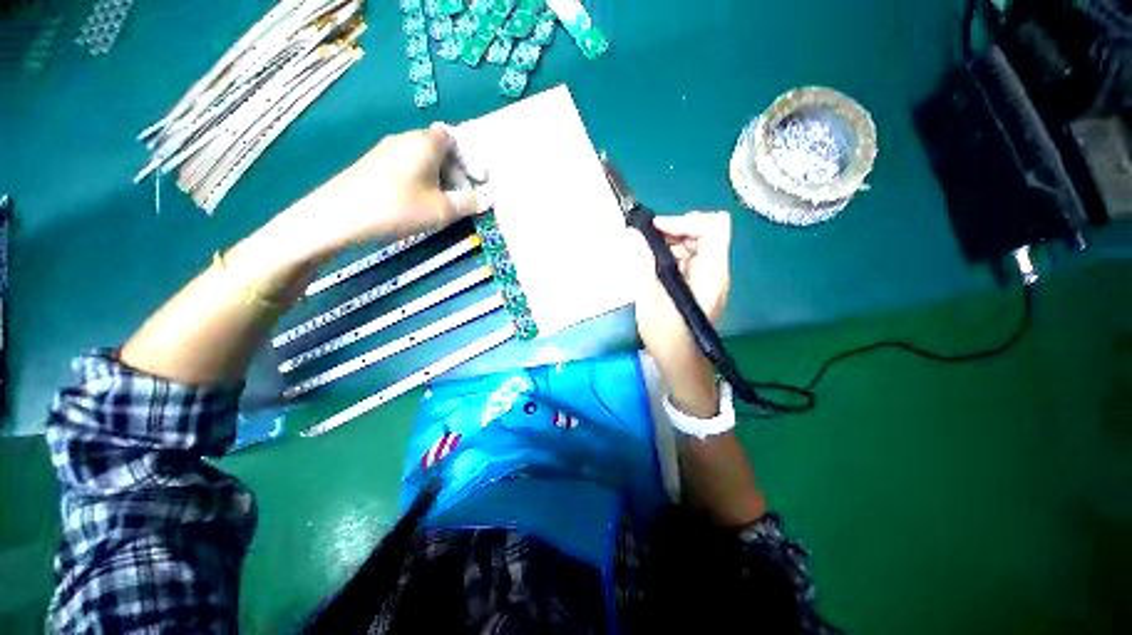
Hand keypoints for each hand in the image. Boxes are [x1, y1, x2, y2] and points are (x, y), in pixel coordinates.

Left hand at [279, 123, 486, 260]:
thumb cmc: (399, 208)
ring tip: (443, 204)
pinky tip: (419, 202)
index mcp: (426, 142)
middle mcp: (406, 138)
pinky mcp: (374, 163)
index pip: (455, 139)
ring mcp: (387, 149)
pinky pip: (408, 166)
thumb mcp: (442, 210)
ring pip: (424, 159)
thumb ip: (468, 203)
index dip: (470, 159)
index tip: (477, 181)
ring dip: (439, 179)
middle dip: (457, 172)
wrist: (339, 216)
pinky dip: (422, 180)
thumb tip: (487, 199)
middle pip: (440, 149)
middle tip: (463, 198)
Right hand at [631, 211, 731, 416]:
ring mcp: (712, 278)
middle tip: (647, 241)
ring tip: (648, 256)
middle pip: (706, 231)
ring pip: (698, 244)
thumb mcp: (649, 300)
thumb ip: (643, 264)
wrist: (683, 365)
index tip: (656, 230)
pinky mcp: (704, 285)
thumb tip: (634, 235)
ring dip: (673, 243)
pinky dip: (674, 256)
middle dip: (676, 230)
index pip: (714, 226)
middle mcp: (717, 271)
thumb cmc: (666, 337)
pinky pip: (692, 259)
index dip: (685, 220)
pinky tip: (655, 268)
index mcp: (710, 273)